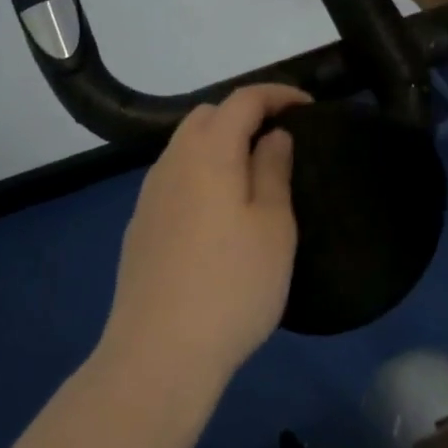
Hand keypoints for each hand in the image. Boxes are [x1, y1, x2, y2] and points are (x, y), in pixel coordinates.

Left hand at [99, 84, 307, 398]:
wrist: (159, 352)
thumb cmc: (232, 285)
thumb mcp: (272, 226)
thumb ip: (273, 170)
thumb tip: (272, 136)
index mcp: (207, 153)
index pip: (242, 100)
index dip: (277, 94)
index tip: (308, 108)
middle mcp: (171, 163)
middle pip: (206, 117)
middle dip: (244, 116)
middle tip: (279, 142)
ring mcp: (149, 195)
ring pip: (185, 147)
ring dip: (220, 146)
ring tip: (252, 177)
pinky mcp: (139, 226)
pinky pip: (174, 179)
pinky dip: (201, 175)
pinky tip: (218, 214)